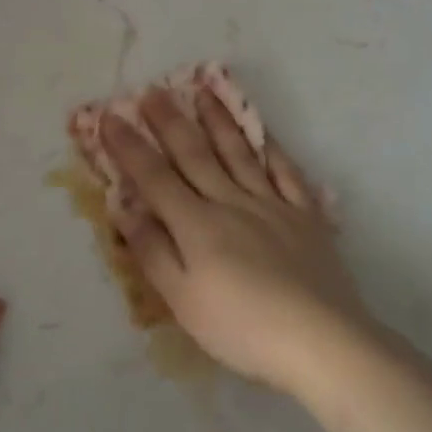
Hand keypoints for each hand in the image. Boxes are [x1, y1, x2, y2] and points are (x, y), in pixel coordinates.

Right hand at [102, 89, 372, 394]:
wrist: (321, 341)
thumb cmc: (243, 328)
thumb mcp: (183, 302)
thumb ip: (153, 252)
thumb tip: (126, 210)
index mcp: (197, 224)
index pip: (154, 177)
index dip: (129, 146)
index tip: (110, 117)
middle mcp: (231, 202)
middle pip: (195, 154)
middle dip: (170, 121)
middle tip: (152, 90)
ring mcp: (272, 205)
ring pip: (239, 153)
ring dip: (218, 120)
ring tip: (204, 91)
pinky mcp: (305, 216)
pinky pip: (286, 172)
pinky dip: (273, 149)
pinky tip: (264, 133)